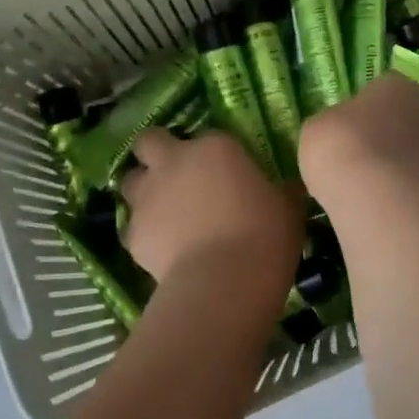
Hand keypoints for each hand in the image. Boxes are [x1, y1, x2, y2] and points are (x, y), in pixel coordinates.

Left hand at [121, 129, 302, 286]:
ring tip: (163, 213)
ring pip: (130, 181)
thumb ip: (281, 192)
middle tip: (173, 173)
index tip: (226, 172)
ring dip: (143, 191)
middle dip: (155, 153)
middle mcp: (174, 162)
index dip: (212, 154)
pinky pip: (133, 227)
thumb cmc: (264, 235)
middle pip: (148, 142)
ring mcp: (148, 196)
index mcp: (215, 147)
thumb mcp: (288, 208)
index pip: (209, 136)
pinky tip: (162, 250)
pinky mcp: (133, 233)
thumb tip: (286, 189)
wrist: (224, 281)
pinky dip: (144, 234)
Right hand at [299, 73, 418, 203]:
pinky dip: (406, 192)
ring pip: (415, 153)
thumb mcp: (316, 128)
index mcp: (397, 84)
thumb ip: (332, 125)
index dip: (362, 111)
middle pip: (403, 120)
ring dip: (398, 166)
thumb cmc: (342, 146)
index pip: (381, 90)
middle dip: (386, 138)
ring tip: (369, 189)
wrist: (379, 197)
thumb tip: (338, 133)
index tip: (347, 133)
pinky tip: (385, 206)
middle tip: (358, 161)